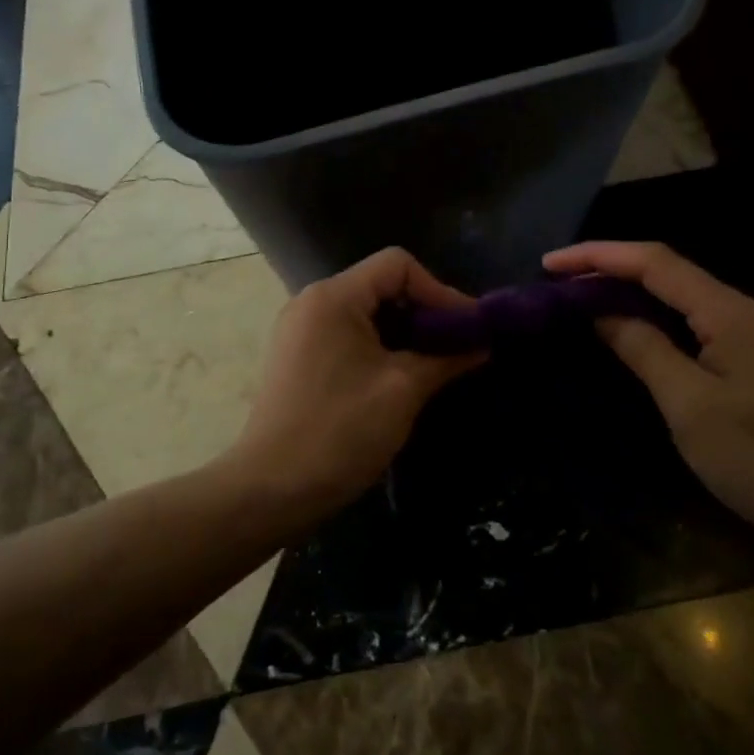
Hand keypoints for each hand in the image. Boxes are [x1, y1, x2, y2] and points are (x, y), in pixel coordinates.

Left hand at [228, 248, 482, 520]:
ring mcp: (299, 329)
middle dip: (424, 311)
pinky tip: (398, 375)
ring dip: (403, 331)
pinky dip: (378, 345)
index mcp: (333, 297)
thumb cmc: (340, 432)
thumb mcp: (402, 391)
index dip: (439, 289)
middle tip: (457, 344)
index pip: (397, 264)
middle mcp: (311, 301)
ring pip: (365, 311)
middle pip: (380, 284)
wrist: (270, 489)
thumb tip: (482, 342)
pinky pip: (346, 333)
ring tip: (434, 362)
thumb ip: (446, 357)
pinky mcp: (296, 356)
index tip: (466, 327)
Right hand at [545, 241, 753, 595]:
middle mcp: (748, 311)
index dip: (599, 256)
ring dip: (632, 294)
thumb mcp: (690, 407)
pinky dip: (658, 320)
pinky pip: (698, 323)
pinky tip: (632, 331)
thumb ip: (643, 349)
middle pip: (669, 273)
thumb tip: (601, 312)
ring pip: (684, 298)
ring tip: (582, 301)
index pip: (655, 262)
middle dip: (611, 271)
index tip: (550, 263)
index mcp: (733, 313)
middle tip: (558, 284)